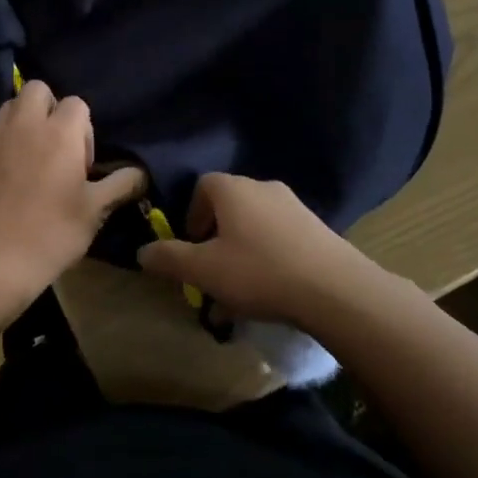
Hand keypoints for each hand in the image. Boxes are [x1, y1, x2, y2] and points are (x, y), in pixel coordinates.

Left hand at [0, 80, 144, 310]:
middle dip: (49, 108)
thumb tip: (142, 172)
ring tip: (30, 155)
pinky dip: (1, 141)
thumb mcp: (95, 211)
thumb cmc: (51, 233)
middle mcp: (26, 124)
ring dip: (24, 120)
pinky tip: (6, 173)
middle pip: (38, 90)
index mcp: (60, 132)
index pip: (77, 104)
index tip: (82, 162)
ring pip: (11, 106)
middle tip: (55, 146)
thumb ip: (120, 185)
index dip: (83, 129)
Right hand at [137, 174, 376, 326]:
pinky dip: (268, 257)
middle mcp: (263, 187)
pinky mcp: (316, 228)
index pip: (203, 186)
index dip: (192, 215)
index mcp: (233, 189)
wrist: (334, 288)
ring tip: (240, 291)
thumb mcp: (205, 270)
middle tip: (213, 272)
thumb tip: (142, 252)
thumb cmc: (260, 271)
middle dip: (216, 238)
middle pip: (229, 206)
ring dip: (241, 251)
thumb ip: (170, 258)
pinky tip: (271, 291)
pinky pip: (280, 237)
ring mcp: (294, 206)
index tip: (192, 247)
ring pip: (255, 225)